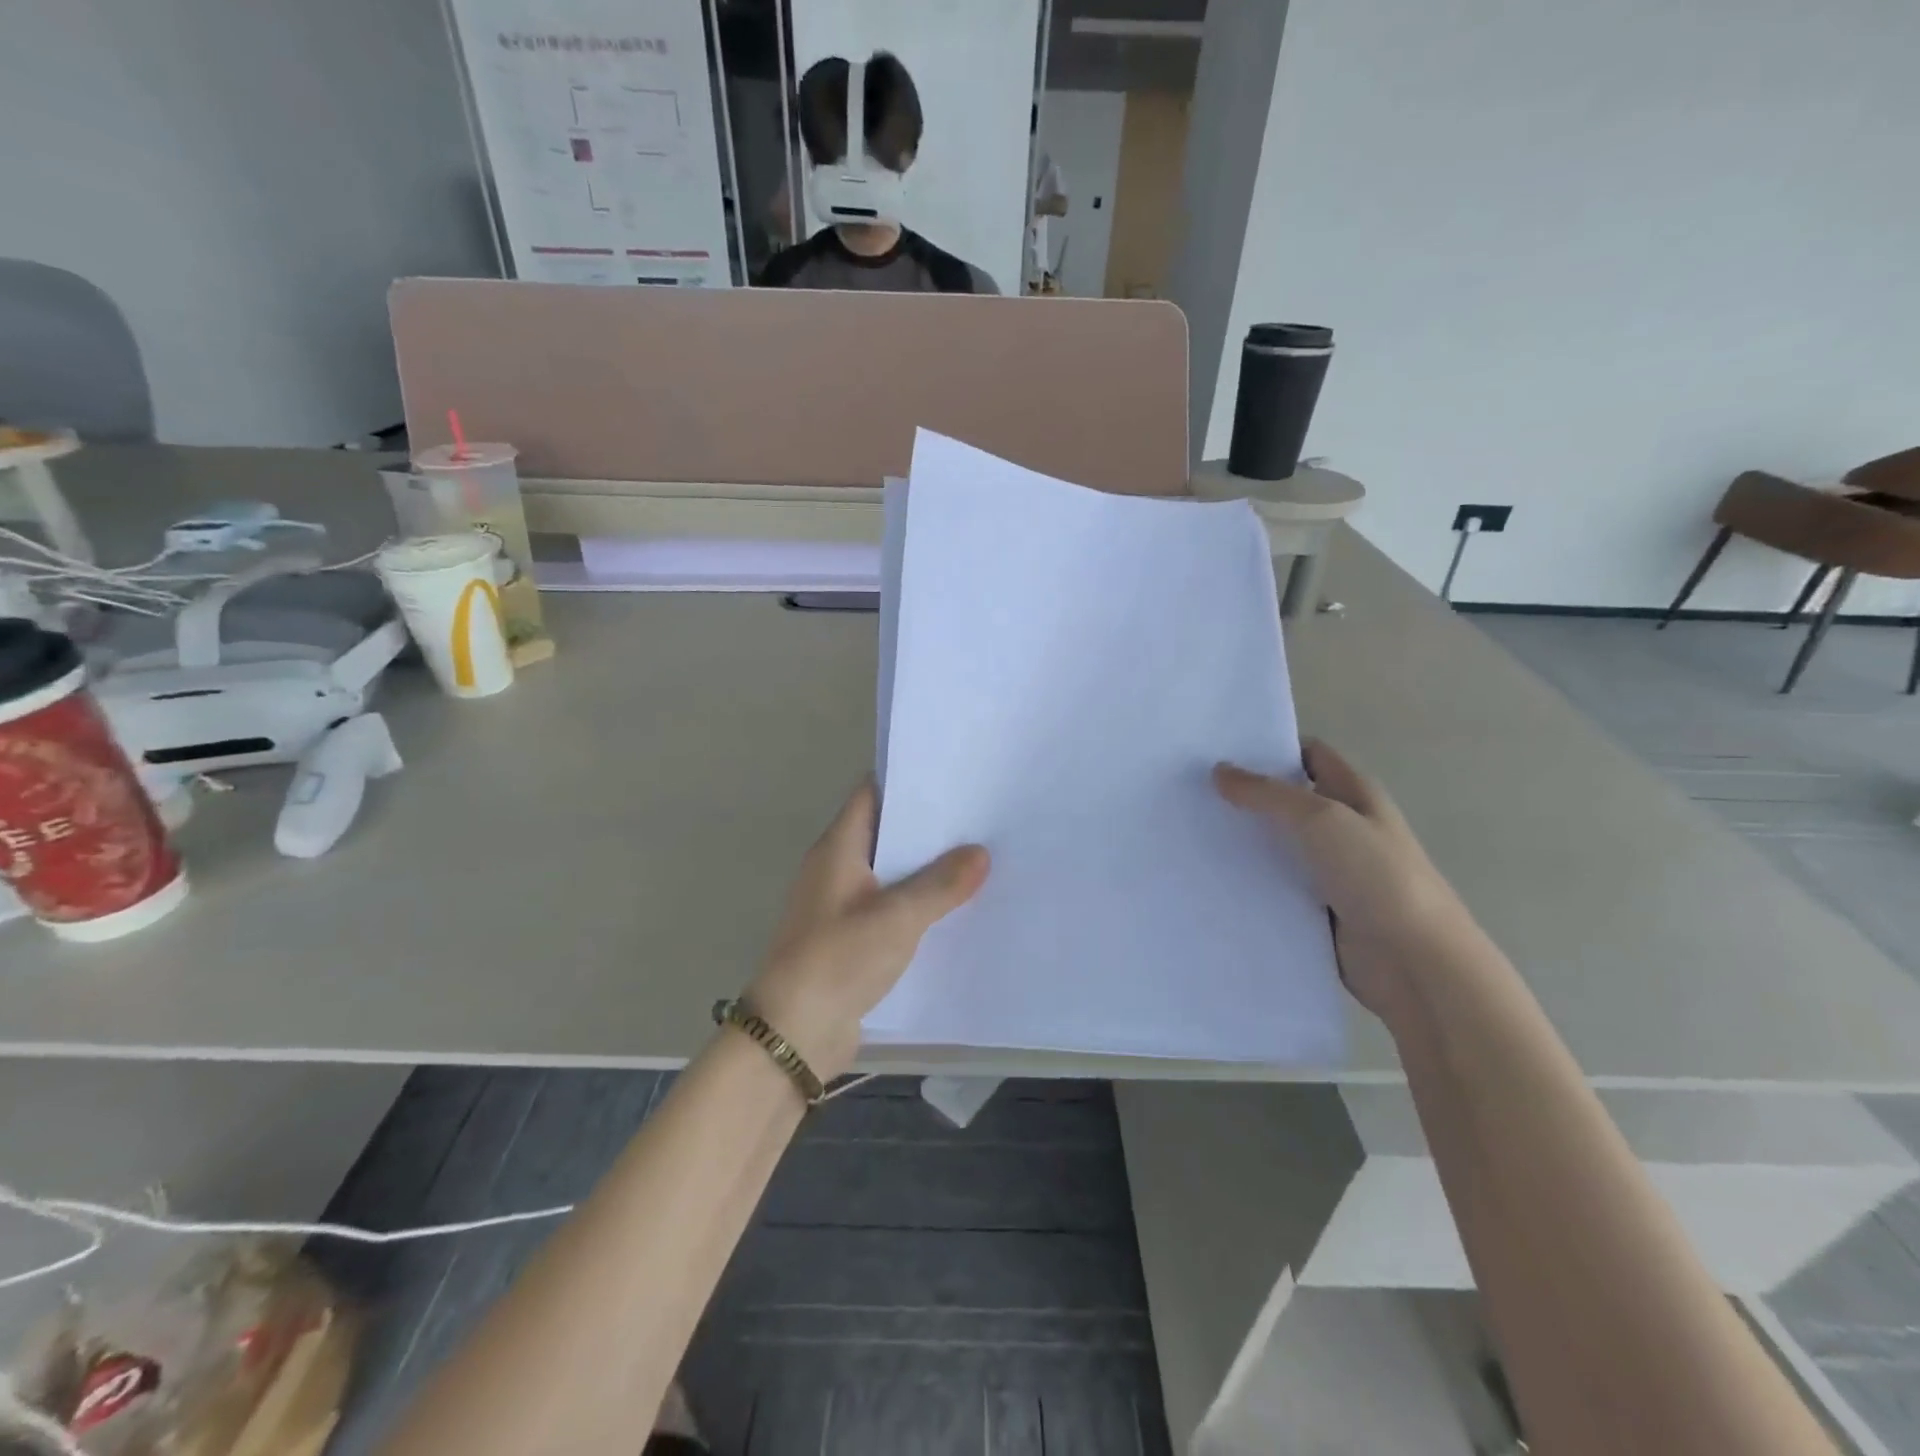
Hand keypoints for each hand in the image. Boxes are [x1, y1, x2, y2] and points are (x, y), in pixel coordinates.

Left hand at [745, 781, 989, 1081]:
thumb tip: (979, 852)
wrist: (793, 1035)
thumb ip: (940, 884)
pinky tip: (955, 910)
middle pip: (884, 834)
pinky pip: (890, 910)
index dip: (906, 781)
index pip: (870, 795)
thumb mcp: (896, 917)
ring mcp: (842, 907)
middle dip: (927, 828)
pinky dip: (918, 906)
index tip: (951, 776)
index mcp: (837, 849)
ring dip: (925, 870)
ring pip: (890, 875)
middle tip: (978, 817)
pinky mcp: (851, 941)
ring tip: (979, 858)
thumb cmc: (838, 959)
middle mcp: (836, 870)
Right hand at [1214, 740, 1478, 1022]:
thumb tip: (1219, 771)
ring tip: (1186, 831)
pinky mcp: (1315, 909)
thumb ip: (1268, 794)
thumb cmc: (1376, 876)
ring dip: (1240, 841)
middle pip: (1285, 800)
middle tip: (1187, 789)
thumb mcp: (1321, 819)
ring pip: (1275, 845)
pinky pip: (1273, 886)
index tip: (1217, 749)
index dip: (1268, 747)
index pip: (1307, 755)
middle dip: (1243, 794)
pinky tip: (1208, 878)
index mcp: (1353, 793)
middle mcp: (1341, 826)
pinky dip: (1247, 882)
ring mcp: (1328, 870)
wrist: (1415, 962)